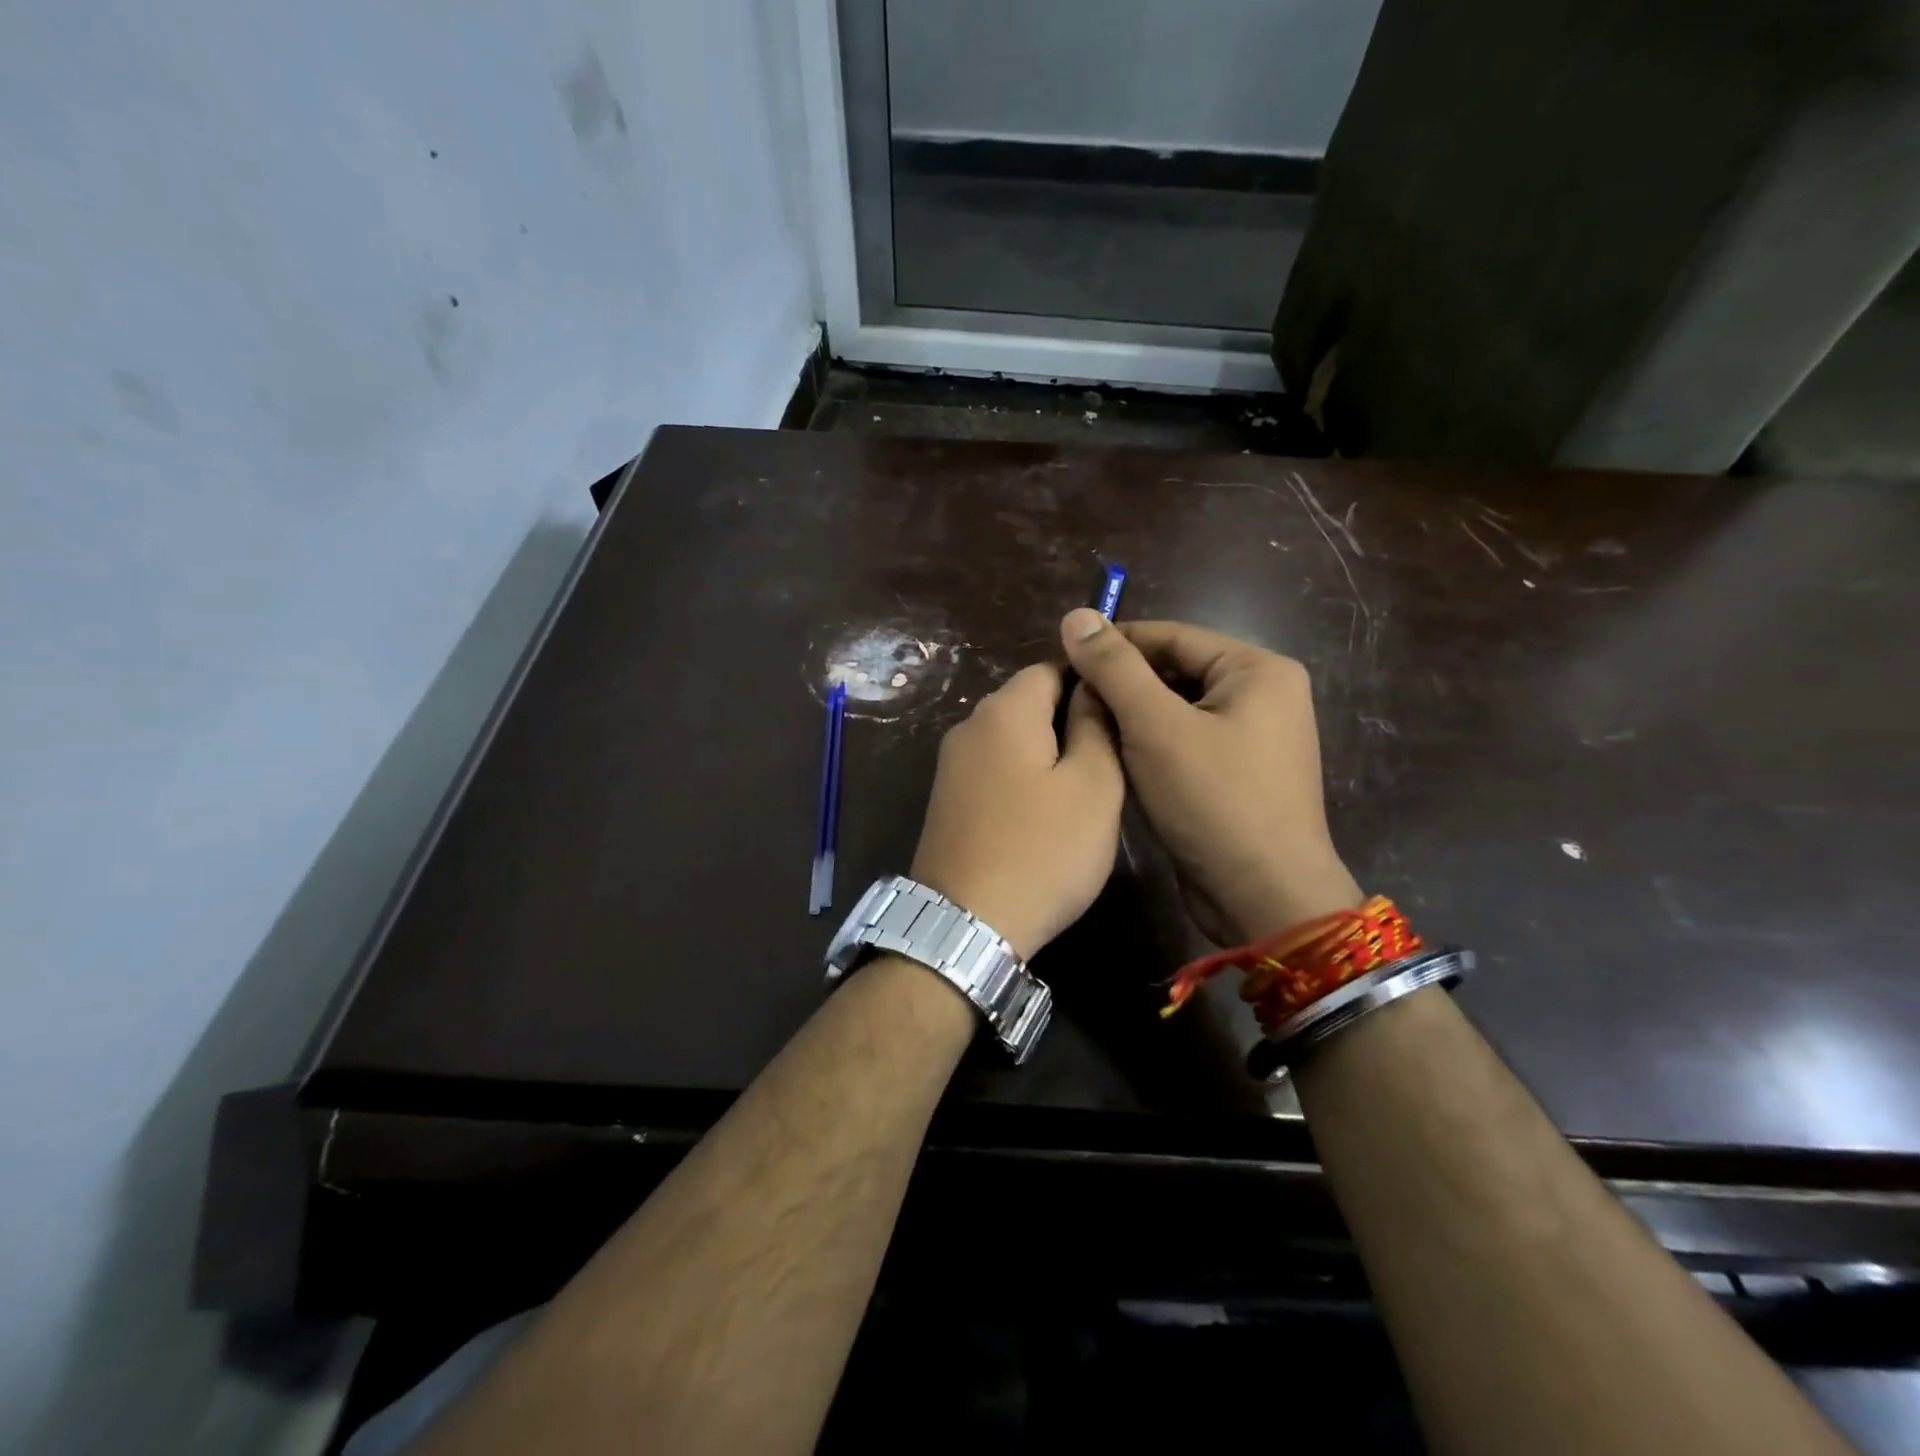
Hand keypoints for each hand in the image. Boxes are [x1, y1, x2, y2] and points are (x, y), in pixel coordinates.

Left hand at [911, 664, 1124, 959]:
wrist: (966, 924)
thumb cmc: (1042, 850)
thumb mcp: (1093, 785)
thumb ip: (1096, 725)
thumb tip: (1092, 687)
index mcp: (1004, 711)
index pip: (1052, 666)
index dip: (1091, 681)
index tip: (1124, 711)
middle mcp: (969, 726)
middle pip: (1028, 701)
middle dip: (1070, 718)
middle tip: (1113, 755)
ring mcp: (951, 765)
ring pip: (1012, 739)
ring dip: (1048, 751)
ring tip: (1085, 786)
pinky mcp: (947, 800)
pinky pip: (994, 769)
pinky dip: (1023, 777)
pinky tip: (1045, 811)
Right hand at [1060, 610, 1360, 943]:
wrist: (1263, 898)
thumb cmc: (1214, 801)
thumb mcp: (1156, 726)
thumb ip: (1114, 668)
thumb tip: (1075, 616)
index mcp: (1257, 670)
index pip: (1172, 636)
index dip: (1114, 644)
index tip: (1062, 658)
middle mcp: (1263, 696)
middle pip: (1175, 672)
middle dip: (1122, 684)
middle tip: (1068, 698)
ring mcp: (1253, 739)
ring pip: (1176, 710)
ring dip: (1131, 717)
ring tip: (1083, 727)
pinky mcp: (1237, 775)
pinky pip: (1185, 743)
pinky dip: (1150, 746)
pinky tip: (1114, 758)